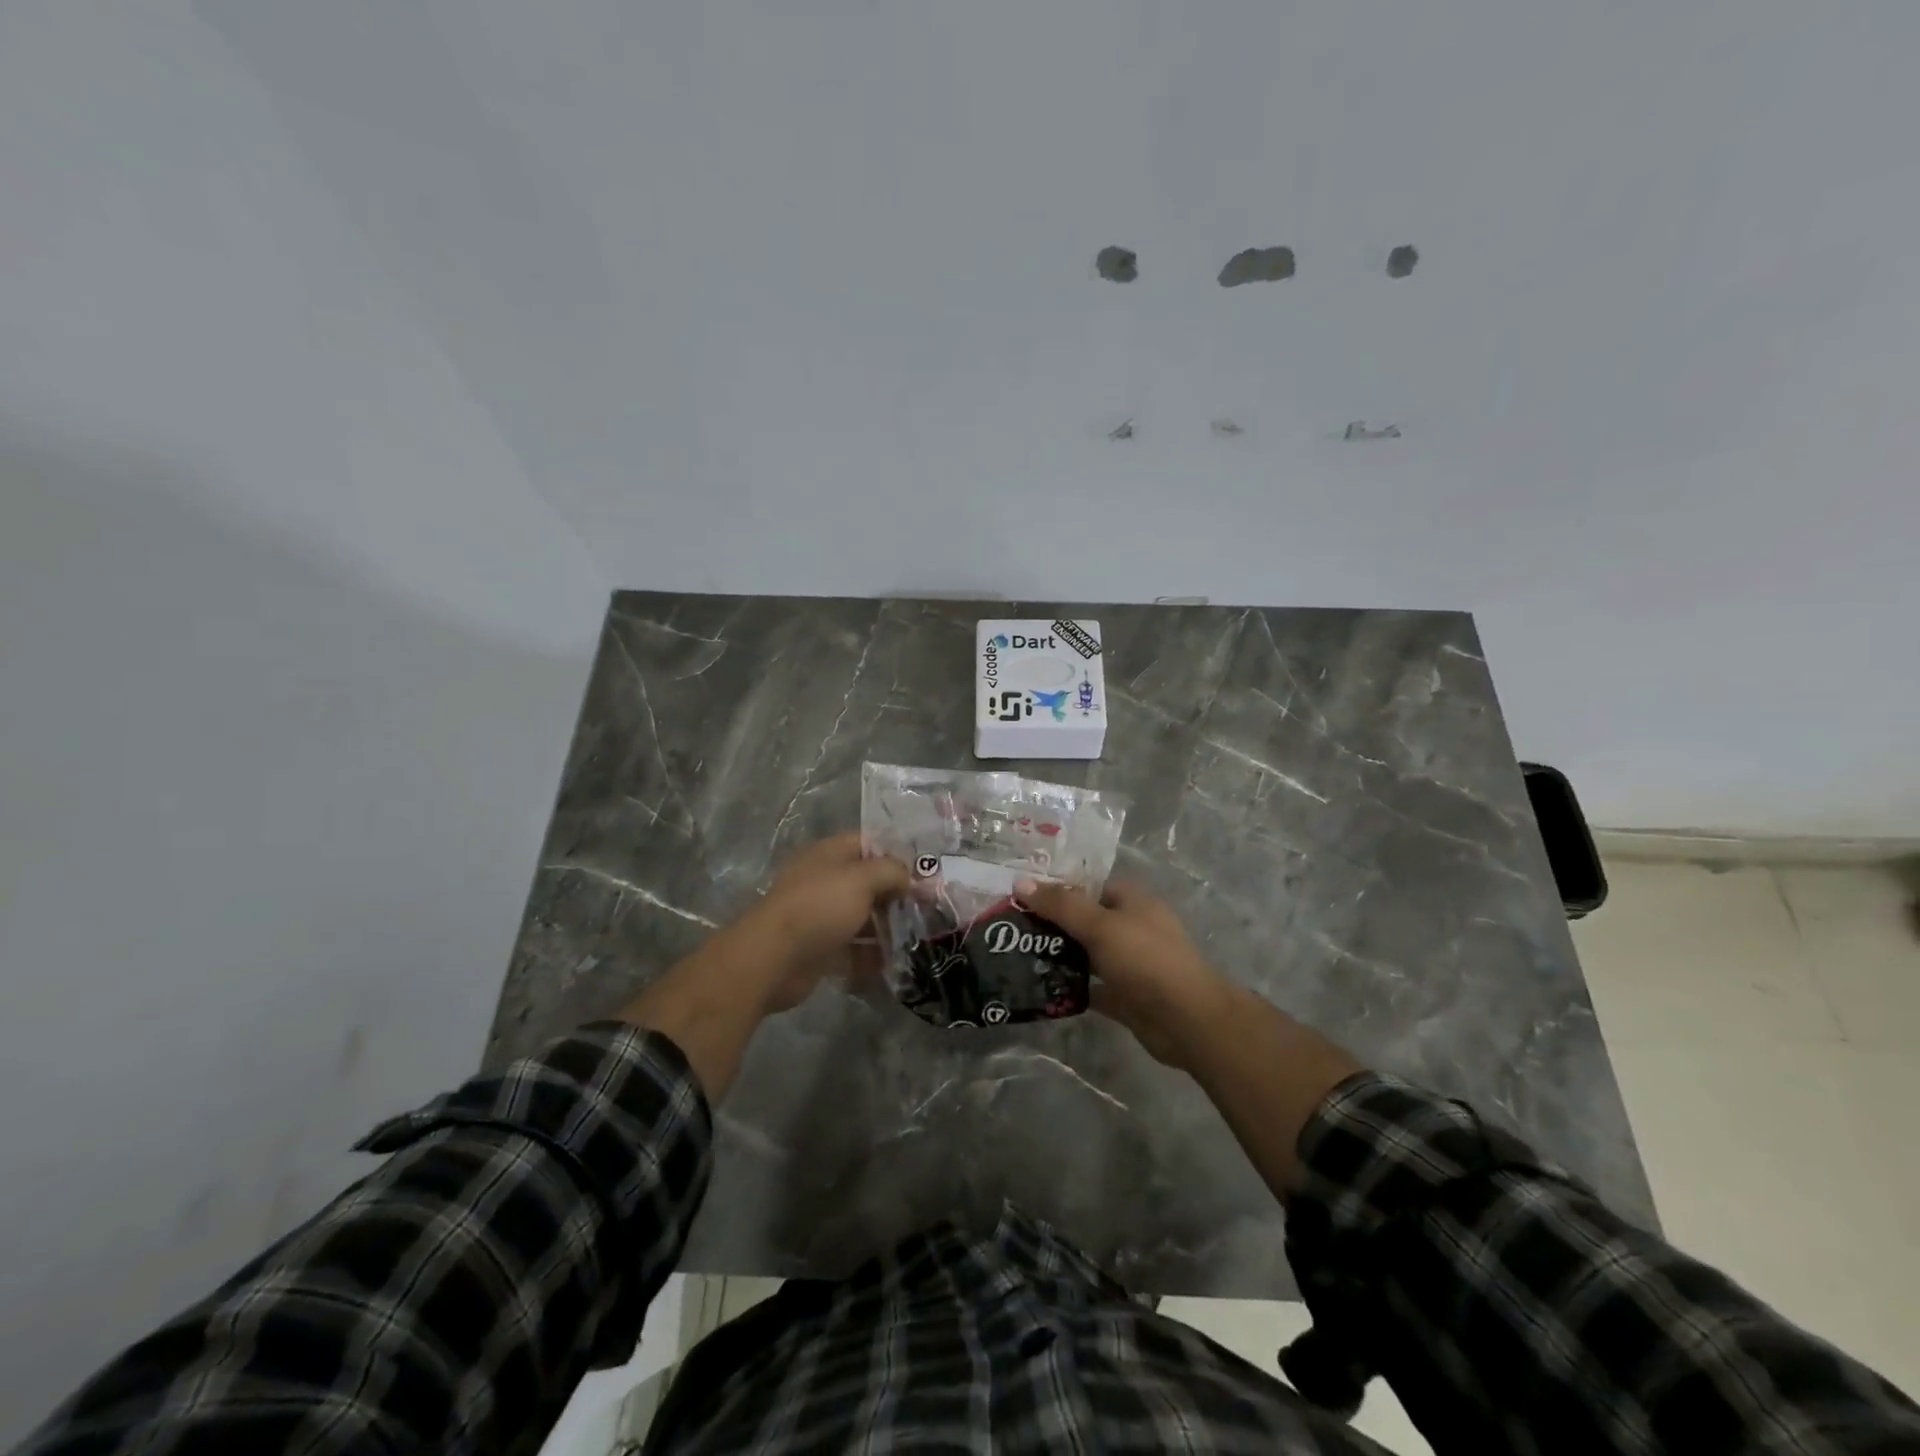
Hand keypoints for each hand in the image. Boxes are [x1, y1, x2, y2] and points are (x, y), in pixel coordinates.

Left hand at [738, 833, 910, 1009]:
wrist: (773, 958)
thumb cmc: (819, 907)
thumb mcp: (861, 878)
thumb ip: (891, 871)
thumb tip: (909, 877)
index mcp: (829, 855)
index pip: (868, 843)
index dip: (897, 854)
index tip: (925, 871)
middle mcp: (824, 881)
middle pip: (867, 882)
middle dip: (896, 894)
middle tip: (928, 908)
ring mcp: (821, 916)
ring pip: (862, 917)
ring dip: (887, 928)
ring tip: (919, 938)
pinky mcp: (820, 949)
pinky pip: (853, 950)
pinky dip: (872, 956)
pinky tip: (896, 963)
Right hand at [1014, 878, 1233, 1071]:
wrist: (1187, 1020)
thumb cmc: (1146, 960)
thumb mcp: (1100, 925)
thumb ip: (1061, 905)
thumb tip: (1021, 883)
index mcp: (1133, 901)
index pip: (1090, 886)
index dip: (1058, 888)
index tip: (1022, 895)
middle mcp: (1132, 928)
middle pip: (1086, 920)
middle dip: (1053, 924)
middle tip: (1013, 928)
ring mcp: (1130, 964)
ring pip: (1087, 954)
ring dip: (1060, 956)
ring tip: (1018, 957)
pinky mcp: (1126, 996)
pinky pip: (1092, 987)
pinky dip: (1071, 988)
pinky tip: (1041, 988)